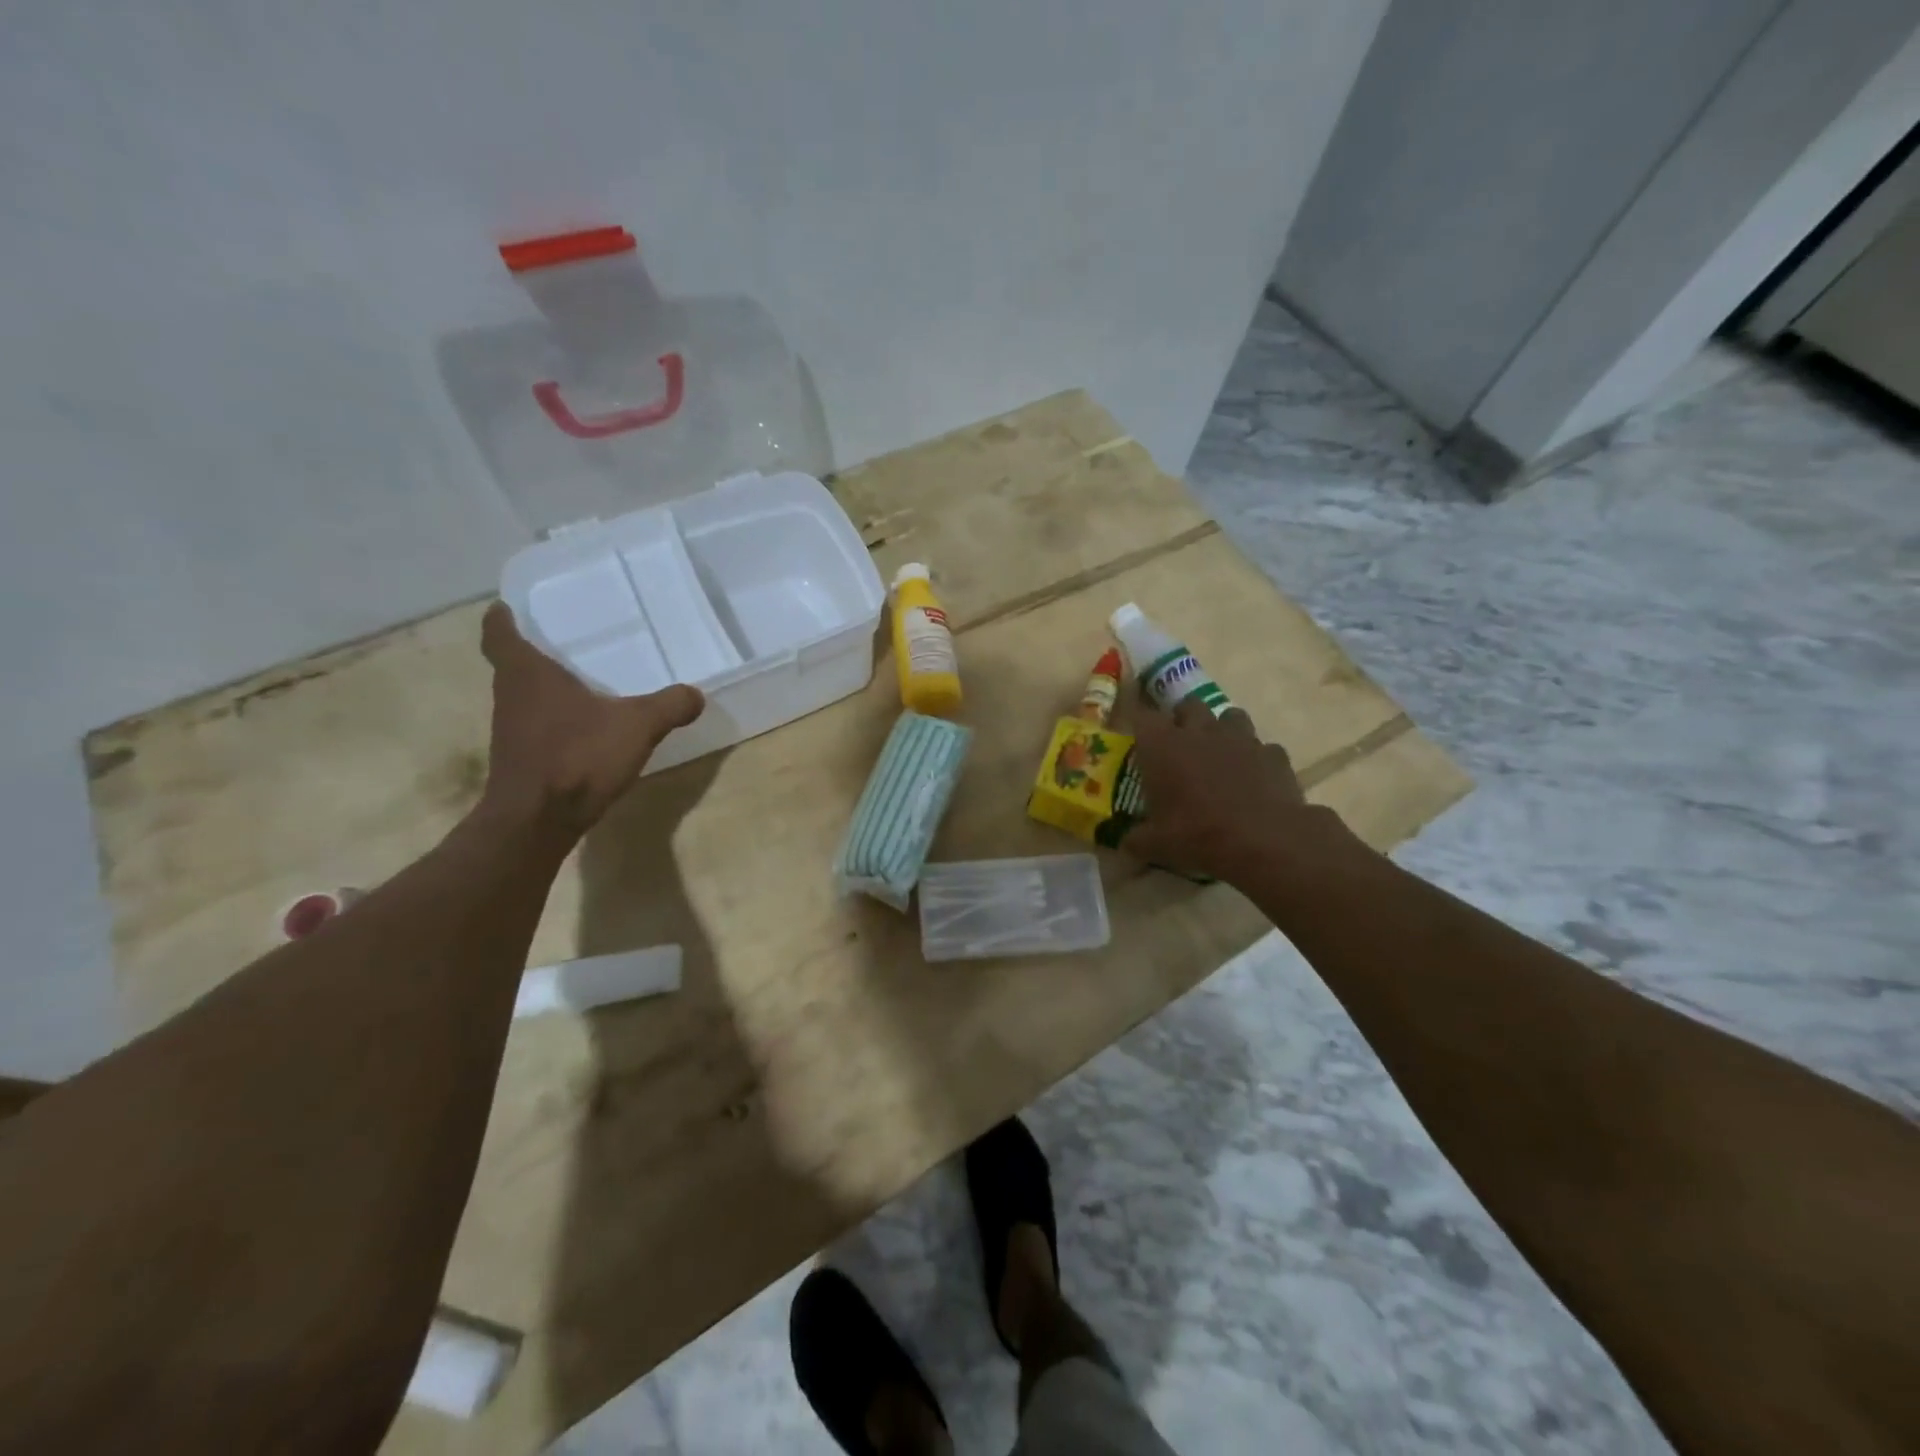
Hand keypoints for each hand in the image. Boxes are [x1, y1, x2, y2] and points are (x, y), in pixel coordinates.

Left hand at [477, 602, 704, 835]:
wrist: (537, 821)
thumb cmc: (578, 757)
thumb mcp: (637, 726)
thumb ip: (669, 706)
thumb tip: (695, 694)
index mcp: (527, 673)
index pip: (499, 633)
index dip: (503, 617)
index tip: (510, 605)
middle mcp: (510, 696)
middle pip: (512, 664)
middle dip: (534, 650)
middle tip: (566, 638)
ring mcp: (511, 730)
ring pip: (524, 695)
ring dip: (545, 686)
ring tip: (582, 678)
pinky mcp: (521, 758)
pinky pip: (537, 725)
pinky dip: (555, 718)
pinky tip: (586, 726)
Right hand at [1124, 700, 1327, 883]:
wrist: (1263, 841)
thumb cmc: (1198, 835)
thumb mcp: (1156, 845)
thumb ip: (1137, 838)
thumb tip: (1126, 842)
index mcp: (1163, 746)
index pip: (1143, 716)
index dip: (1141, 724)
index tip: (1140, 738)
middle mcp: (1200, 731)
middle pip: (1189, 705)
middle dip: (1183, 719)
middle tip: (1180, 745)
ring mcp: (1241, 738)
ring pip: (1230, 716)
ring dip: (1222, 731)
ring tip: (1220, 756)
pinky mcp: (1273, 754)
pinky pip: (1262, 748)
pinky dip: (1256, 759)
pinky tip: (1254, 780)